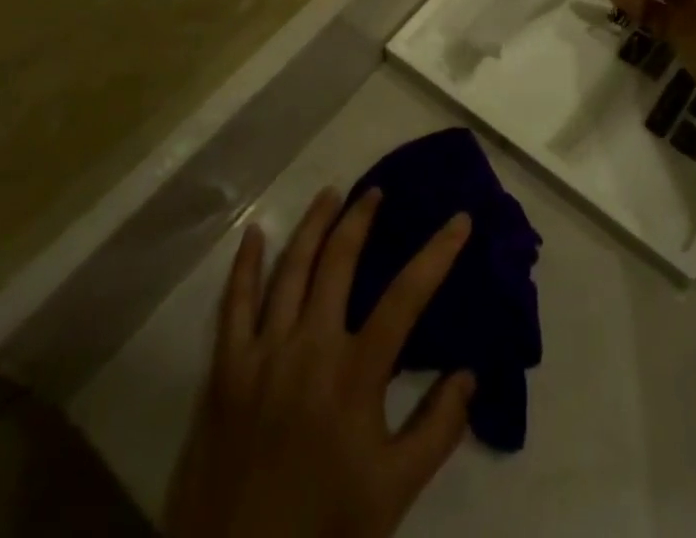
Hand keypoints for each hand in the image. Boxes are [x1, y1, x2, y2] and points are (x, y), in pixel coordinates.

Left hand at [163, 188, 475, 537]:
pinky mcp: (226, 369)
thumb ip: (437, 430)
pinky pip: (234, 303)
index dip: (437, 252)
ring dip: (313, 225)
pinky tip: (255, 233)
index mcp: (355, 374)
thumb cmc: (323, 529)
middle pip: (339, 262)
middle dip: (361, 219)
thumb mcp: (393, 493)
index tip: (460, 219)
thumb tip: (470, 373)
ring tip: (331, 193)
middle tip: (375, 192)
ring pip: (291, 269)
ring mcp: (263, 353)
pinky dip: (246, 264)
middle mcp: (310, 347)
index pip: (407, 296)